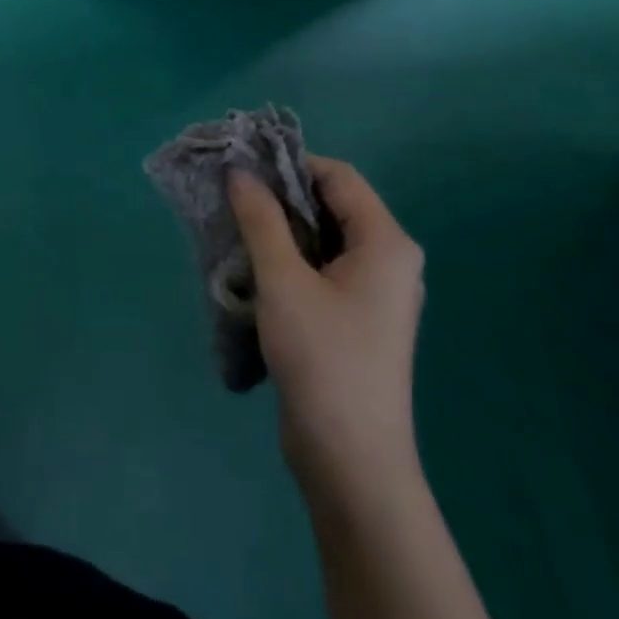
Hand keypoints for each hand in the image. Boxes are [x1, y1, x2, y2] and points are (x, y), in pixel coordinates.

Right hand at [228, 158, 425, 496]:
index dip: (289, 164)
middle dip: (279, 197)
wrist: (350, 454)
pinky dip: (288, 259)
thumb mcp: (283, 280)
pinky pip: (322, 269)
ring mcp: (374, 293)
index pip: (337, 177)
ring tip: (233, 230)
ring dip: (279, 230)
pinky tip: (253, 269)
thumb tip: (240, 172)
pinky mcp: (357, 318)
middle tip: (229, 198)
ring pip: (323, 239)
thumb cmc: (322, 357)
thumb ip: (261, 219)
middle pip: (332, 205)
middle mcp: (389, 260)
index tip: (239, 169)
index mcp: (386, 243)